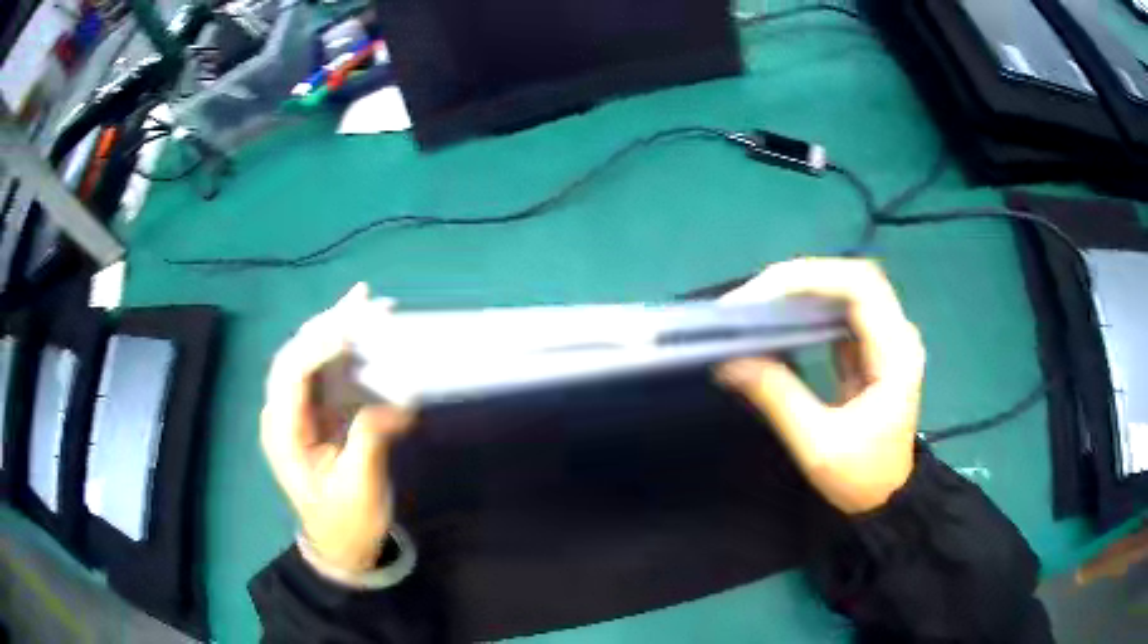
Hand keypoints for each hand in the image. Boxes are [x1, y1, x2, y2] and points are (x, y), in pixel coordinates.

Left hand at [260, 284, 414, 573]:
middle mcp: (283, 413)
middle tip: (364, 300)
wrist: (341, 547)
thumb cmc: (346, 522)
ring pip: (309, 357)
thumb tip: (398, 401)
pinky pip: (325, 374)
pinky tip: (362, 333)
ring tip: (366, 302)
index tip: (354, 329)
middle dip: (327, 324)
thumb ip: (370, 440)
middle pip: (296, 355)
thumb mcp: (359, 488)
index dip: (320, 345)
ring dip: (335, 328)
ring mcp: (298, 412)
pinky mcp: (316, 415)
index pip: (293, 374)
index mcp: (283, 433)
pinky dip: (344, 350)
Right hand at [716, 258, 924, 513]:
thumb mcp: (817, 444)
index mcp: (895, 353)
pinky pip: (840, 311)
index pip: (859, 287)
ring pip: (846, 289)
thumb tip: (729, 360)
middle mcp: (897, 334)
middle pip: (853, 278)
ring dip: (803, 291)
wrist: (887, 499)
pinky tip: (781, 320)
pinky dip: (808, 309)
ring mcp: (886, 339)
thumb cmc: (861, 476)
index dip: (809, 280)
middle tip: (752, 300)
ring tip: (758, 307)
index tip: (760, 296)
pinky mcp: (872, 348)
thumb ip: (777, 397)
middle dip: (801, 280)